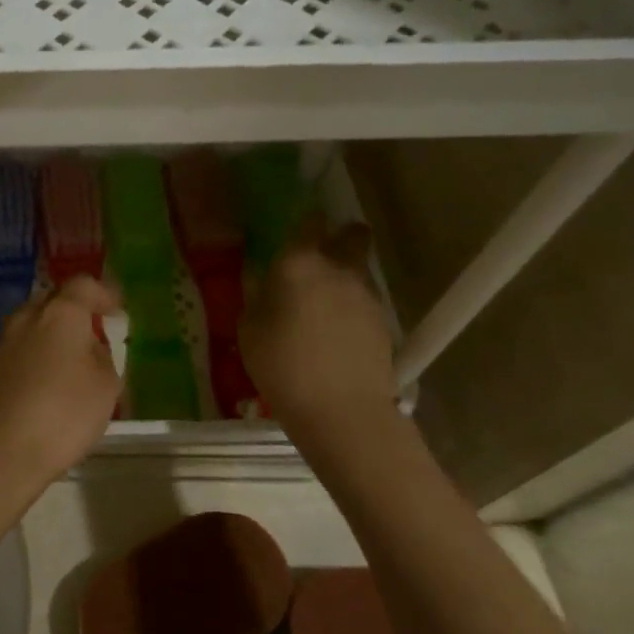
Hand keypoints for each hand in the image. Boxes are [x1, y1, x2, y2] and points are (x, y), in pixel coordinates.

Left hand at [0, 276, 120, 492]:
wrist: (4, 450)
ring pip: (34, 324)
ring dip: (53, 333)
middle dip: (75, 311)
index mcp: (60, 313)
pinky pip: (22, 348)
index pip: (83, 285)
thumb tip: (90, 346)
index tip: (116, 310)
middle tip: (94, 331)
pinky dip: (38, 353)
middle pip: (53, 301)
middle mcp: (28, 317)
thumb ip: (103, 357)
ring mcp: (5, 342)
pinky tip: (50, 379)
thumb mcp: (106, 386)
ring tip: (73, 358)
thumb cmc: (65, 413)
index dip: (103, 294)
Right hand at [241, 217, 397, 430]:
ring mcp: (367, 295)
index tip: (298, 228)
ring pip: (358, 270)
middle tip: (321, 255)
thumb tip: (264, 280)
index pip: (309, 223)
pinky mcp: (384, 322)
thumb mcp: (250, 330)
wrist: (342, 410)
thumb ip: (257, 297)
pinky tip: (336, 331)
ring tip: (323, 303)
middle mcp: (339, 269)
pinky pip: (364, 301)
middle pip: (351, 236)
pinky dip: (351, 307)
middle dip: (341, 237)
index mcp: (299, 264)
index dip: (306, 222)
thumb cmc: (282, 365)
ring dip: (344, 275)